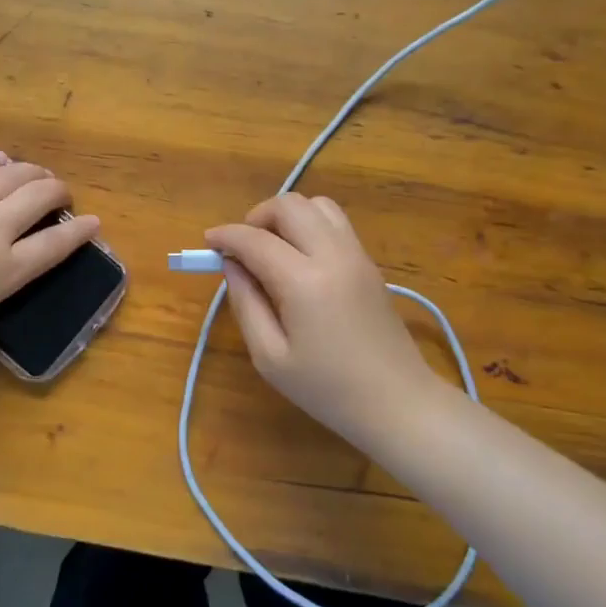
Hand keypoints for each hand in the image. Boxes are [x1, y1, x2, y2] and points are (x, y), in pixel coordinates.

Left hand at [0, 151, 100, 368]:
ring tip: (38, 174)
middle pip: (39, 198)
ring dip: (32, 171)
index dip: (80, 233)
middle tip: (62, 197)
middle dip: (59, 193)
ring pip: (11, 175)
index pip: (54, 246)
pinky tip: (0, 159)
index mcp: (4, 271)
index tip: (94, 223)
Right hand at [205, 194, 443, 446]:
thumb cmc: (327, 388)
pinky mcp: (369, 262)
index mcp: (304, 281)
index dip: (226, 236)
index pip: (255, 239)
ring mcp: (356, 254)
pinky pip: (335, 222)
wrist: (397, 401)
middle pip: (290, 205)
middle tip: (242, 247)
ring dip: (287, 216)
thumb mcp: (270, 357)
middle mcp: (333, 255)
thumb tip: (231, 265)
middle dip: (257, 216)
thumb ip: (245, 304)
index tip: (208, 243)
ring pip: (317, 205)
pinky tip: (299, 257)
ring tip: (272, 247)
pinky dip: (309, 224)